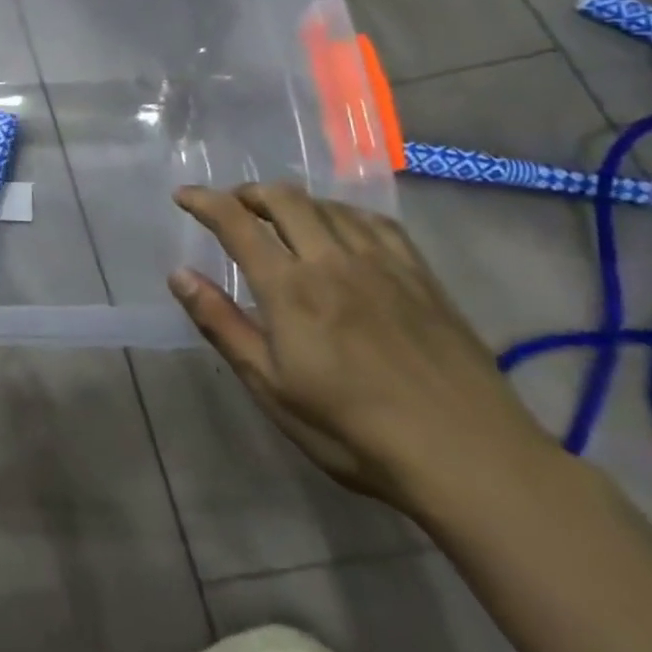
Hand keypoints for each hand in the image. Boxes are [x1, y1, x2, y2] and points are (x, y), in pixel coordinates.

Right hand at [169, 182, 555, 518]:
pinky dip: (343, 213)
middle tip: (230, 207)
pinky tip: (342, 228)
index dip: (204, 201)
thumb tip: (179, 275)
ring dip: (293, 201)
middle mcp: (333, 261)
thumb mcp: (271, 387)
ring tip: (279, 217)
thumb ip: (222, 325)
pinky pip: (377, 223)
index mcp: (290, 288)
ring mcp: (383, 265)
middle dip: (248, 193)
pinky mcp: (422, 278)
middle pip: (284, 199)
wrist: (471, 458)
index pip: (236, 222)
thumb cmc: (354, 430)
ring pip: (329, 205)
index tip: (182, 196)